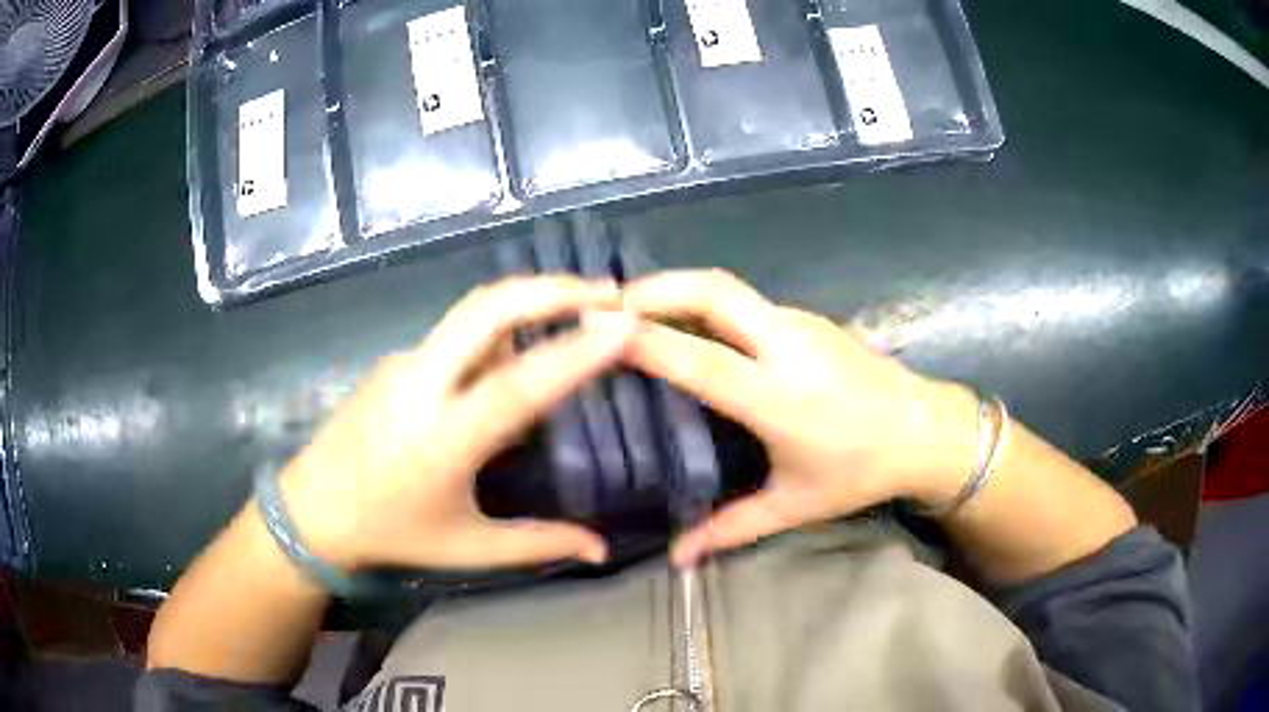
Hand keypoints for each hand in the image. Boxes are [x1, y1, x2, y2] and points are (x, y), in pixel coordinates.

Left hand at [277, 276, 633, 572]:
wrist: (313, 508)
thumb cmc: (392, 532)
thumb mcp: (468, 548)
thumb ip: (539, 544)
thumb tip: (602, 548)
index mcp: (441, 441)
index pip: (515, 386)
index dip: (572, 354)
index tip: (623, 325)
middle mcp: (420, 386)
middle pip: (485, 311)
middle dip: (549, 289)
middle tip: (607, 291)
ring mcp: (403, 364)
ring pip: (472, 312)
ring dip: (527, 297)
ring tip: (578, 304)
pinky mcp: (396, 359)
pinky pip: (457, 334)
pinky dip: (500, 326)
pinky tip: (522, 348)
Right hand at [622, 270, 980, 565]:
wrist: (925, 430)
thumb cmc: (861, 471)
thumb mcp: (794, 504)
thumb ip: (730, 528)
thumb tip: (676, 558)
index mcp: (778, 398)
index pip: (698, 359)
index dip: (643, 339)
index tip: (594, 326)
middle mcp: (786, 346)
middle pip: (712, 292)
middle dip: (655, 288)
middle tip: (605, 303)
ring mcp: (800, 323)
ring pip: (728, 288)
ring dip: (678, 289)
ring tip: (634, 310)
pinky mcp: (809, 317)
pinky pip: (746, 301)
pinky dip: (705, 302)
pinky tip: (689, 326)